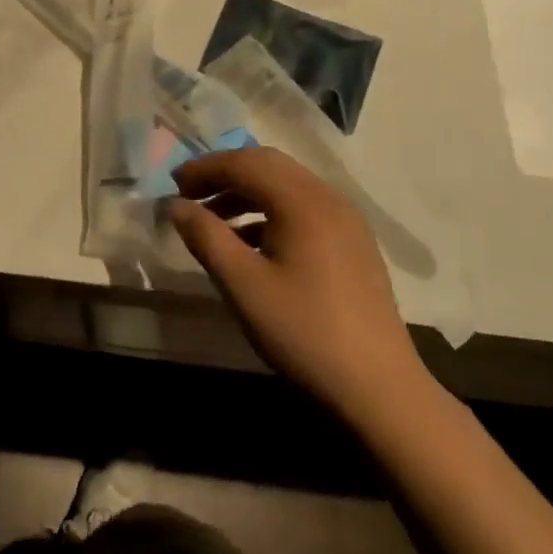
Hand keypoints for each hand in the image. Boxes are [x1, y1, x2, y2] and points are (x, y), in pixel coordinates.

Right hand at [168, 149, 424, 416]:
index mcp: (302, 201)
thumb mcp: (243, 285)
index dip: (204, 169)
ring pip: (286, 185)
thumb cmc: (304, 332)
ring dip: (246, 192)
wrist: (380, 390)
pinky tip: (250, 243)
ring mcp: (346, 220)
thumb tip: (175, 205)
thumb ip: (205, 237)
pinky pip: (303, 208)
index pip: (244, 163)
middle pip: (268, 165)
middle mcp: (328, 198)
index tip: (172, 186)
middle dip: (224, 174)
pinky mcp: (353, 243)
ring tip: (213, 220)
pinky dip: (270, 211)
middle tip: (189, 194)